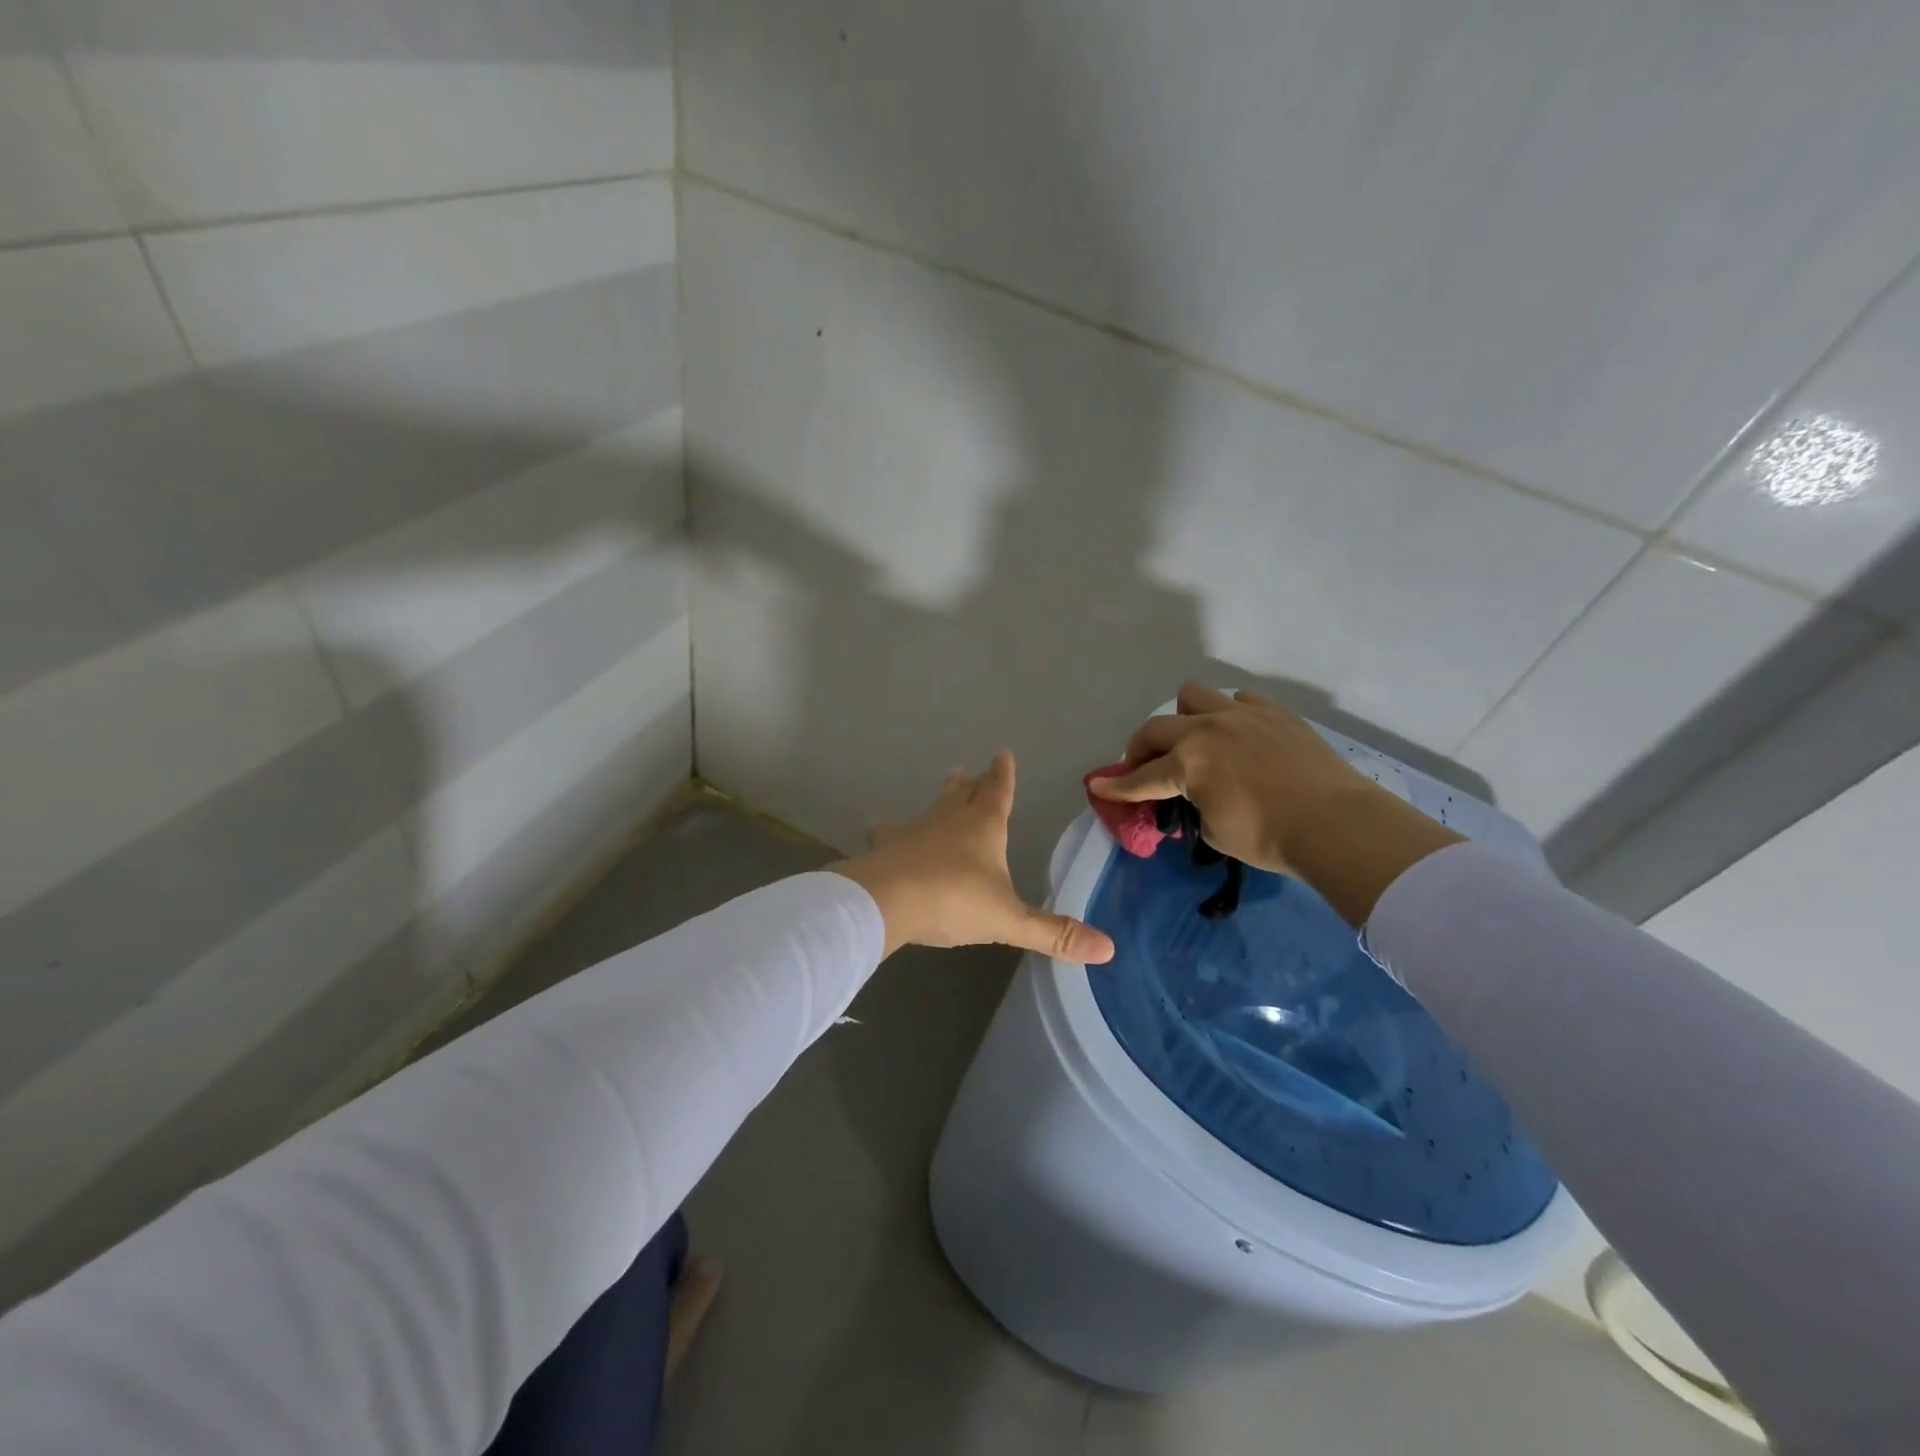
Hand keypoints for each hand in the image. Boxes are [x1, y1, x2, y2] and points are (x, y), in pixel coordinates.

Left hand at [831, 751, 1116, 963]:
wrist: (886, 901)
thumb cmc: (953, 900)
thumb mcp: (1008, 920)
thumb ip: (1053, 934)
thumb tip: (1108, 948)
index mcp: (983, 827)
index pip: (998, 792)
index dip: (1003, 774)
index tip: (1002, 754)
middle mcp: (949, 819)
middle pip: (964, 794)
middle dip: (972, 784)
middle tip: (969, 772)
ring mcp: (914, 829)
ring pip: (933, 807)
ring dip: (942, 798)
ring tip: (947, 786)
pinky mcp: (886, 847)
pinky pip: (889, 832)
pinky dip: (889, 829)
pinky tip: (878, 828)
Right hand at [1090, 683, 1462, 923]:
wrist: (1336, 823)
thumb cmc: (1269, 837)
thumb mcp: (1214, 833)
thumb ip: (1193, 809)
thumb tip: (1191, 800)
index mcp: (1187, 764)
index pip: (1140, 779)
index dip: (1117, 787)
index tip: (1098, 788)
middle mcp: (1206, 731)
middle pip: (1155, 729)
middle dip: (1140, 749)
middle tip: (1145, 767)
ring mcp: (1240, 715)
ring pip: (1193, 696)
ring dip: (1183, 718)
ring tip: (1194, 739)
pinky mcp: (1273, 712)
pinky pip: (1238, 699)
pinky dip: (1229, 714)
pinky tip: (1238, 735)